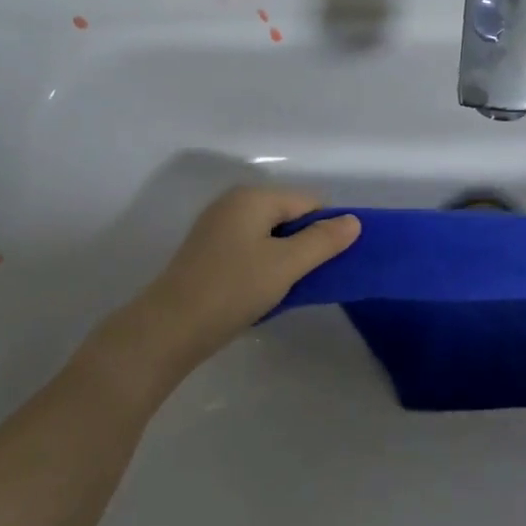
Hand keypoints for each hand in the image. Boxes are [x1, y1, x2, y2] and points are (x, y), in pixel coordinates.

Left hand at [109, 187, 359, 375]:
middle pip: (289, 216)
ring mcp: (217, 228)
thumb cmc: (234, 288)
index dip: (328, 228)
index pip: (309, 201)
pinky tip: (265, 292)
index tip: (334, 263)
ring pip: (270, 236)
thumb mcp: (287, 264)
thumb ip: (323, 240)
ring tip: (290, 288)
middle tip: (313, 278)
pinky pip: (251, 250)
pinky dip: (265, 266)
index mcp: (252, 197)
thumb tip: (353, 221)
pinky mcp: (208, 253)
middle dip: (307, 244)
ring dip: (286, 259)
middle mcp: (233, 204)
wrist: (171, 327)